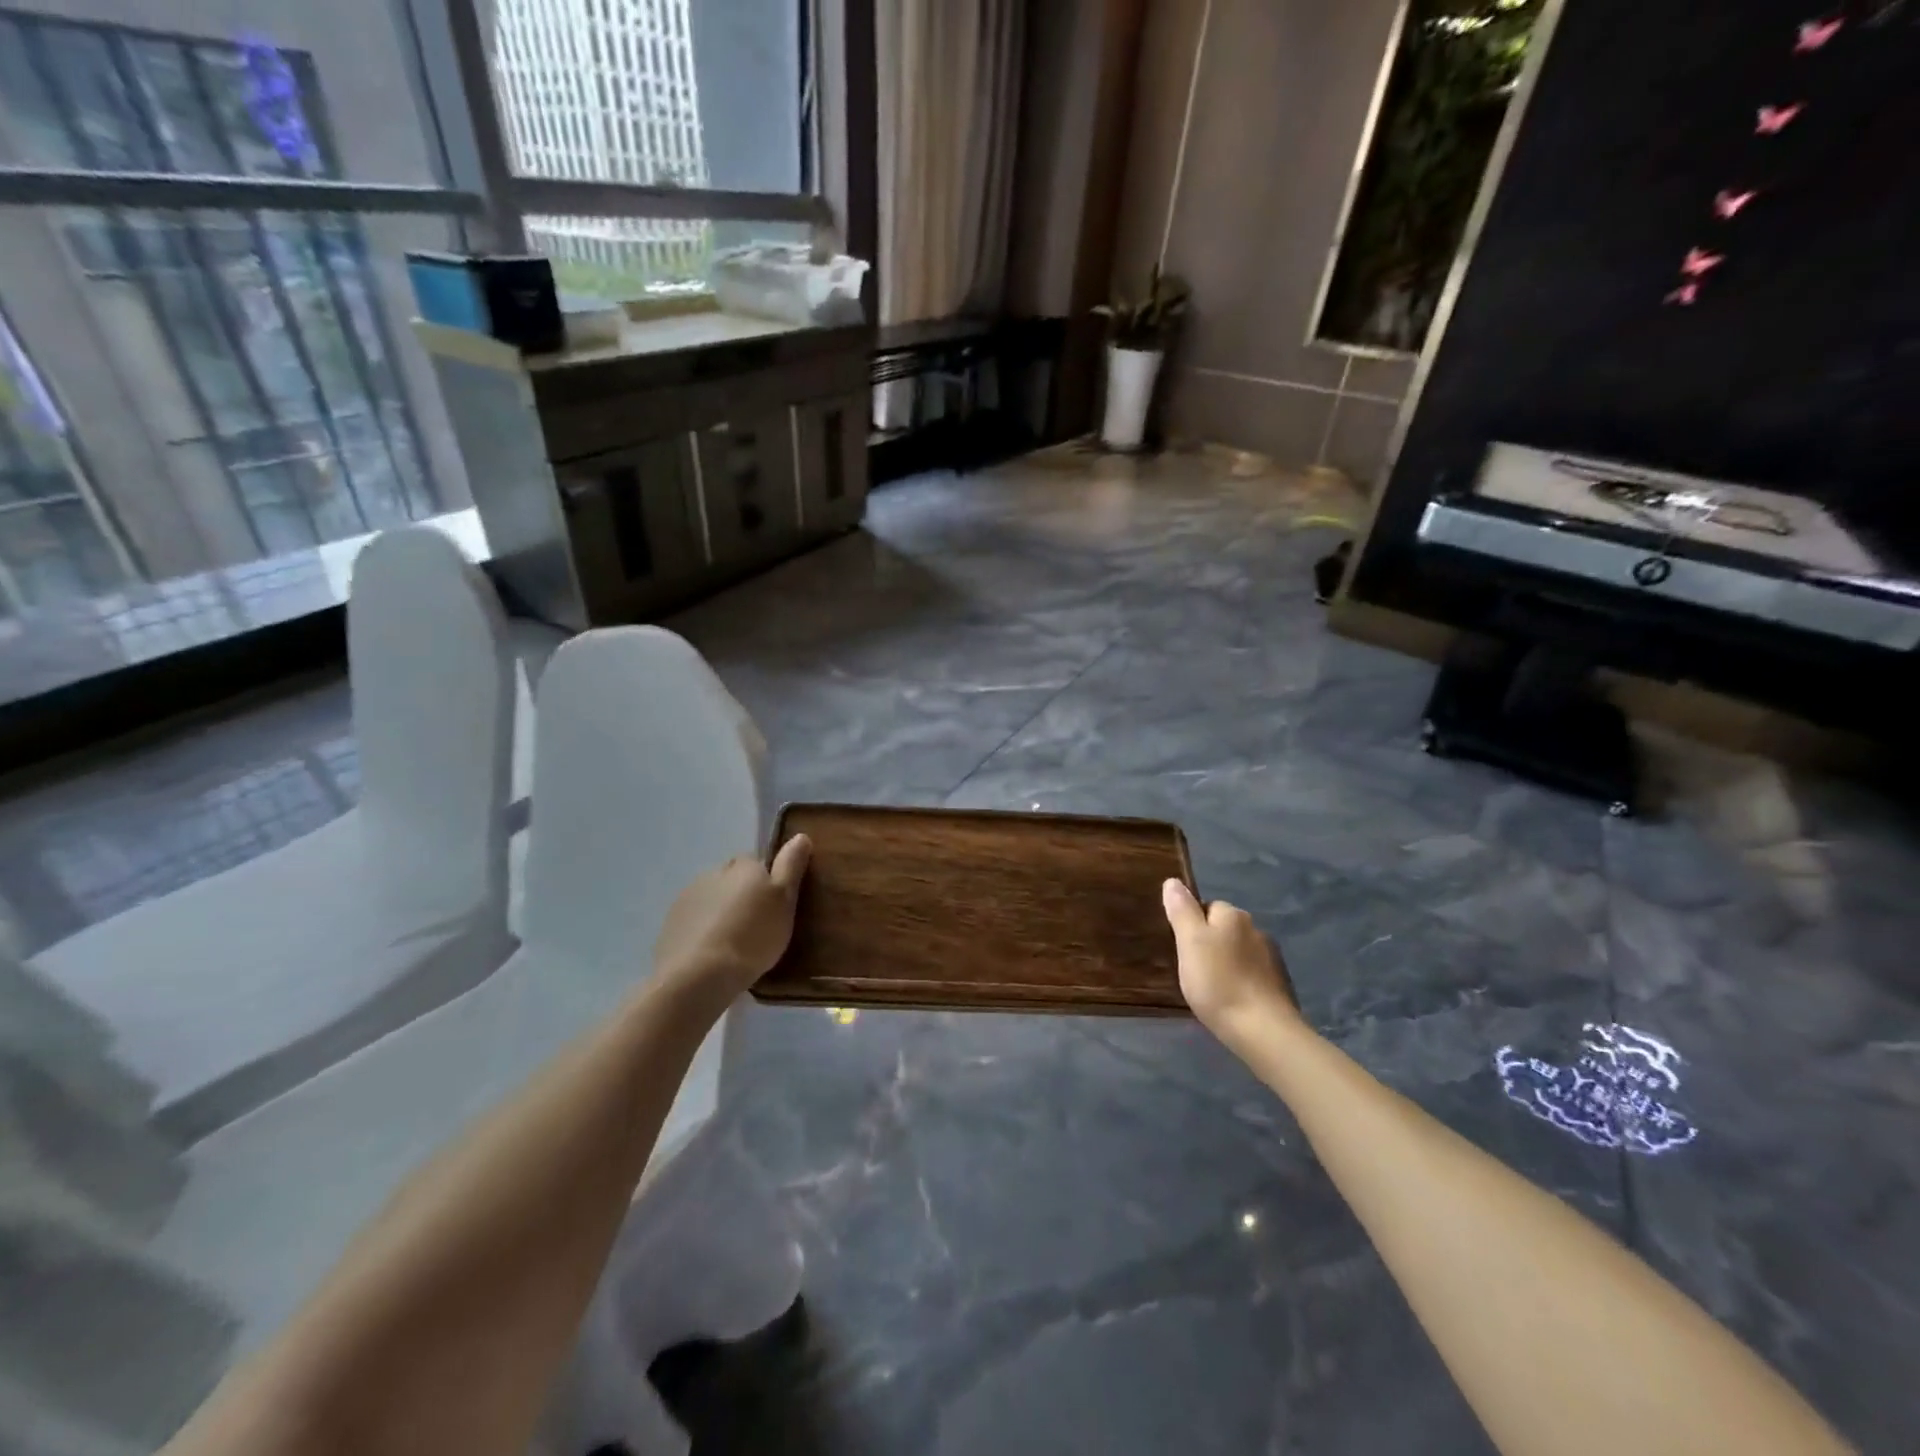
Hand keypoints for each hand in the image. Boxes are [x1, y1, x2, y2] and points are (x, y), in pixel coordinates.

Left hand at [653, 835, 811, 1007]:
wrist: (700, 975)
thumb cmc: (753, 936)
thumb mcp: (784, 901)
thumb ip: (791, 867)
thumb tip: (800, 835)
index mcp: (743, 866)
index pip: (756, 863)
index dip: (766, 882)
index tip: (774, 906)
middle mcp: (713, 873)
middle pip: (732, 880)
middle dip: (742, 896)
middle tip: (757, 926)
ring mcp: (687, 898)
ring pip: (711, 899)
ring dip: (721, 913)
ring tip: (734, 944)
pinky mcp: (670, 924)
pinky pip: (693, 921)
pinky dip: (703, 931)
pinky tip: (712, 954)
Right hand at [1162, 879, 1299, 1047]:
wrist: (1263, 1031)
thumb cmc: (1218, 982)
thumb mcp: (1189, 943)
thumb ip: (1181, 910)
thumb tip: (1173, 881)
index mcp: (1234, 916)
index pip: (1206, 907)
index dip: (1191, 926)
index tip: (1182, 949)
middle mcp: (1256, 929)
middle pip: (1223, 929)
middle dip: (1209, 945)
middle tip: (1192, 970)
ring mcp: (1272, 958)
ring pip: (1239, 952)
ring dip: (1226, 964)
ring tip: (1211, 989)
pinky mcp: (1279, 985)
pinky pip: (1252, 974)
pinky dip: (1241, 982)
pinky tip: (1232, 1000)